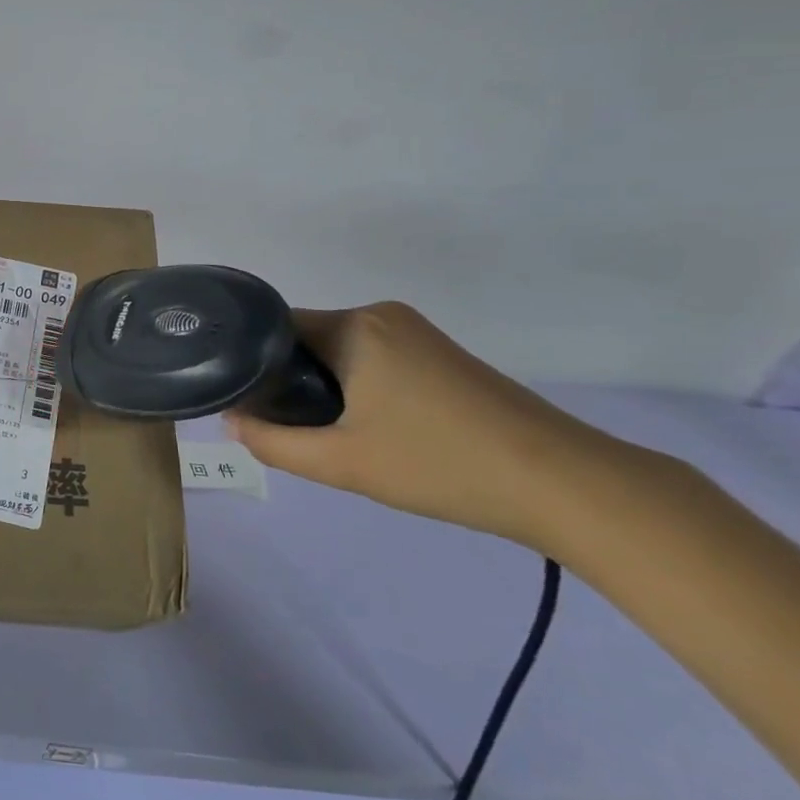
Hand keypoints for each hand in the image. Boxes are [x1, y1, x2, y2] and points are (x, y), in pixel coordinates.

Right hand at [225, 302, 626, 551]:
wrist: (567, 485)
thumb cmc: (440, 465)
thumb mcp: (342, 463)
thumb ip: (274, 443)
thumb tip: (233, 423)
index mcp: (354, 326)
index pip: (275, 329)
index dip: (251, 363)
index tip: (243, 401)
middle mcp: (382, 315)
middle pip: (307, 340)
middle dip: (289, 380)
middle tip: (287, 429)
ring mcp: (417, 333)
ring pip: (341, 352)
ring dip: (324, 387)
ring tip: (327, 434)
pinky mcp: (442, 355)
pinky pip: (374, 359)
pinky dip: (357, 387)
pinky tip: (371, 429)